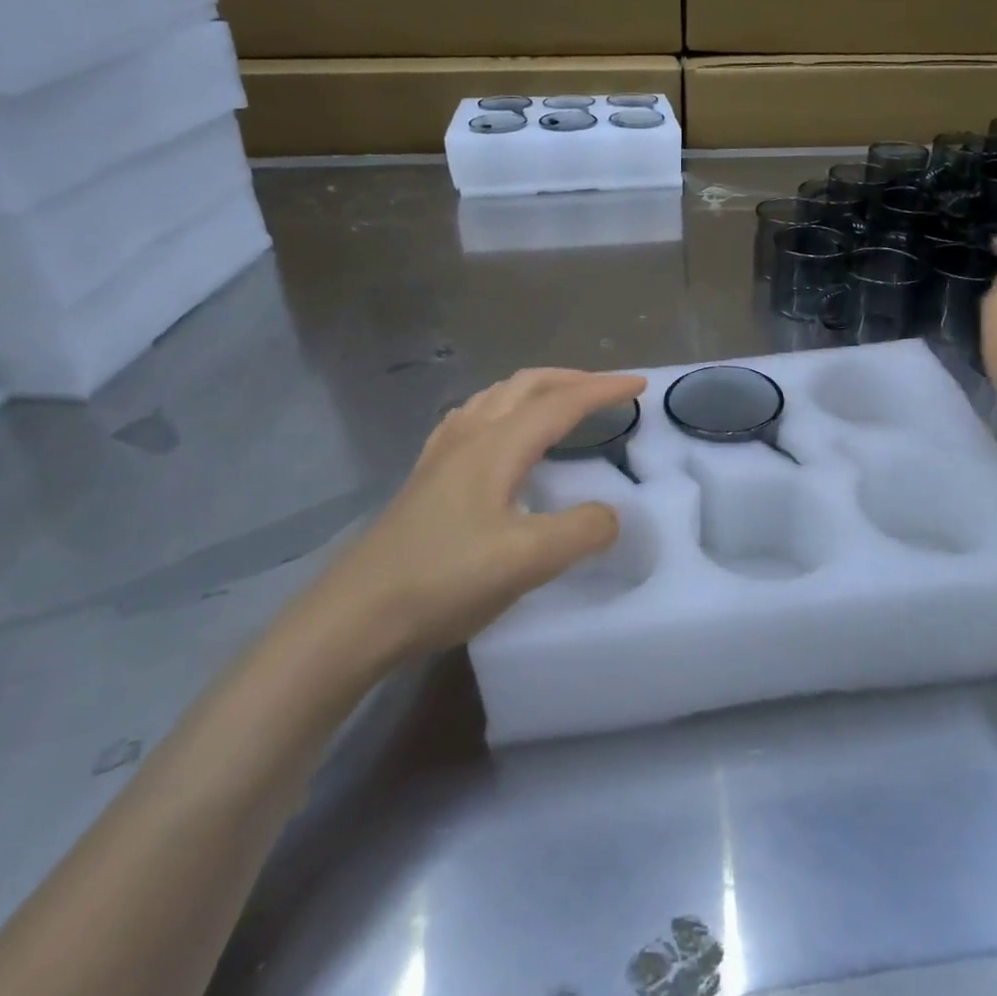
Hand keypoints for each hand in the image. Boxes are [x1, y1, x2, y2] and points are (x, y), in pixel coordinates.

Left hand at [298, 368, 647, 676]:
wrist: (355, 616)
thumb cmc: (443, 580)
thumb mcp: (526, 560)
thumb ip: (581, 530)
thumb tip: (610, 515)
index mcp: (497, 446)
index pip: (561, 403)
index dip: (604, 390)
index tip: (641, 386)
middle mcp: (468, 436)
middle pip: (525, 386)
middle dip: (571, 379)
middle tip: (607, 389)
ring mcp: (441, 456)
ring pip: (495, 398)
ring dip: (536, 390)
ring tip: (560, 404)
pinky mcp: (426, 478)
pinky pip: (471, 420)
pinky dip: (502, 410)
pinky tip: (497, 435)